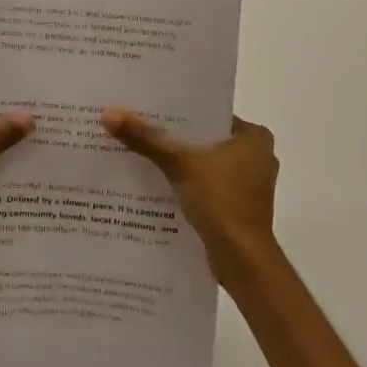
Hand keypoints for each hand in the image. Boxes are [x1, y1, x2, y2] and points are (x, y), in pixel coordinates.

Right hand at [101, 109, 279, 285]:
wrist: (241, 258)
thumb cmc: (221, 201)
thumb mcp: (180, 164)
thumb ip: (146, 139)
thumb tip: (109, 113)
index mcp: (255, 138)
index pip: (211, 114)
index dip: (180, 112)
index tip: (150, 108)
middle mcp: (258, 157)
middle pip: (206, 139)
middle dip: (175, 137)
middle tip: (139, 126)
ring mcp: (249, 185)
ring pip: (205, 164)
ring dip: (179, 162)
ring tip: (141, 152)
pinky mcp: (237, 207)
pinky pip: (207, 186)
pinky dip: (186, 184)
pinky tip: (157, 182)